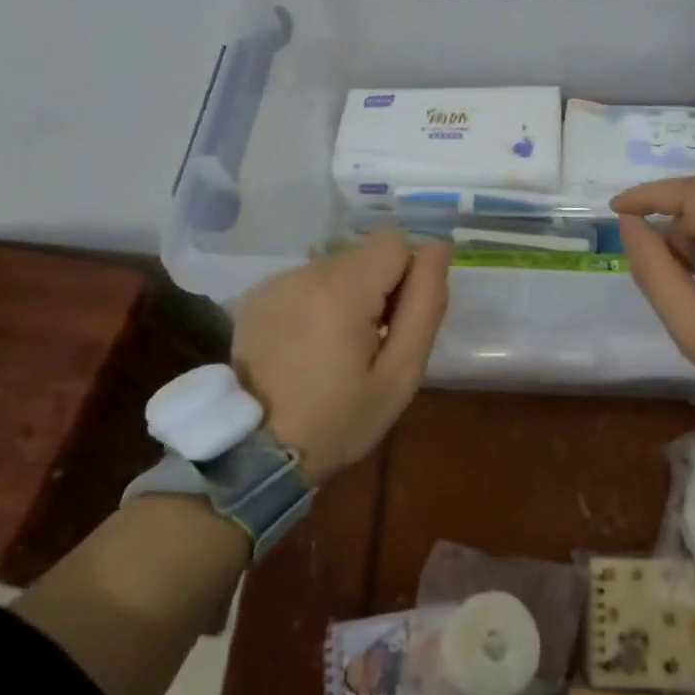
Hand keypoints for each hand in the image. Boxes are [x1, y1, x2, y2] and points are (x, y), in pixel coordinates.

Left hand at [232, 230, 450, 483]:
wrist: (258, 452)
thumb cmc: (341, 419)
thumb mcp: (401, 373)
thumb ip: (425, 305)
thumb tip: (439, 248)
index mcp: (343, 289)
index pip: (394, 242)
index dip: (407, 278)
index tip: (394, 324)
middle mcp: (305, 272)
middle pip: (364, 255)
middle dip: (377, 290)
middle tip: (367, 346)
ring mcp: (275, 283)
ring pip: (336, 268)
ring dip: (347, 297)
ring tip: (334, 349)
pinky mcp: (256, 296)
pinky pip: (306, 282)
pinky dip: (317, 304)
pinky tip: (307, 346)